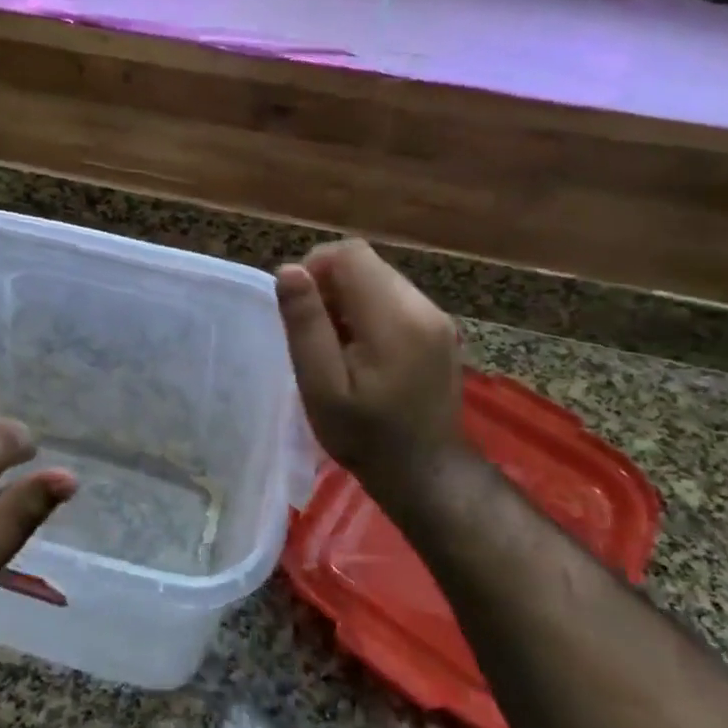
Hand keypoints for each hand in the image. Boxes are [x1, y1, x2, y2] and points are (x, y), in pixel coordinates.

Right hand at [275, 240, 463, 511]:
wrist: (424, 474)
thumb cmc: (364, 435)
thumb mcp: (321, 385)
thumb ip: (306, 324)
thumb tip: (289, 270)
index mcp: (394, 318)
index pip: (350, 253)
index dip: (314, 268)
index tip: (300, 309)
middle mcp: (422, 306)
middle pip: (366, 264)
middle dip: (330, 285)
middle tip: (313, 334)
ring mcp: (437, 318)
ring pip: (380, 279)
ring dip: (348, 299)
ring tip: (335, 346)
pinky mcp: (439, 331)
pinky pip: (395, 300)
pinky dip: (368, 312)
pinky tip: (360, 353)